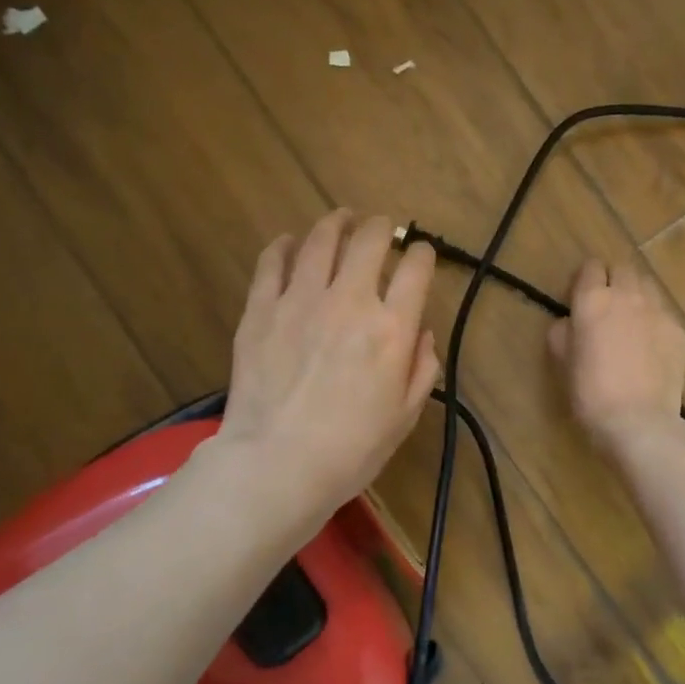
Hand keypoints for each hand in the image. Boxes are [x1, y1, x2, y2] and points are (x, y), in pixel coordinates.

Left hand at [220, 211, 439, 519]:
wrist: (278, 464)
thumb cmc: (351, 449)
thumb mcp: (405, 415)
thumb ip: (422, 368)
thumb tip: (422, 333)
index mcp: (392, 328)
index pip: (416, 269)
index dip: (423, 254)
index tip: (421, 255)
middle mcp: (350, 301)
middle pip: (369, 241)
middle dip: (381, 227)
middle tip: (381, 227)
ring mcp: (301, 299)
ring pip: (321, 240)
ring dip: (336, 223)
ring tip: (341, 219)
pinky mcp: (261, 309)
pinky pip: (273, 262)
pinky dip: (285, 245)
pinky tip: (291, 243)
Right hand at [548, 258, 684, 451]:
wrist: (638, 421)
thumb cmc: (590, 393)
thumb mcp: (562, 361)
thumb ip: (562, 332)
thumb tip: (570, 322)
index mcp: (593, 300)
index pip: (590, 267)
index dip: (584, 280)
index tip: (579, 299)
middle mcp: (627, 296)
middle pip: (622, 268)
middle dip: (612, 280)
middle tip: (606, 307)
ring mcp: (658, 311)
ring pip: (647, 286)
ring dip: (636, 295)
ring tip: (630, 322)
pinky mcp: (678, 331)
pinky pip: (663, 313)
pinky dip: (654, 321)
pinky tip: (649, 347)